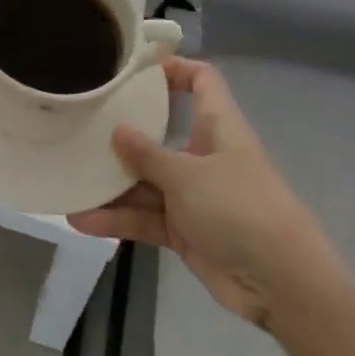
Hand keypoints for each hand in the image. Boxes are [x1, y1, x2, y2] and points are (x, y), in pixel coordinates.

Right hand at [67, 59, 344, 330]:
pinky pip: (145, 217)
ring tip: (70, 180)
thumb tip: (118, 130)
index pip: (202, 81)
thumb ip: (148, 154)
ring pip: (145, 181)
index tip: (133, 69)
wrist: (284, 287)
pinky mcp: (185, 231)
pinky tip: (82, 219)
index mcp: (217, 128)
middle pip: (159, 134)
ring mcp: (194, 195)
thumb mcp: (188, 176)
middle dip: (122, 135)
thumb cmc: (240, 210)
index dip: (174, 68)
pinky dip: (118, 219)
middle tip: (81, 126)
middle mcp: (204, 155)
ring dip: (111, 185)